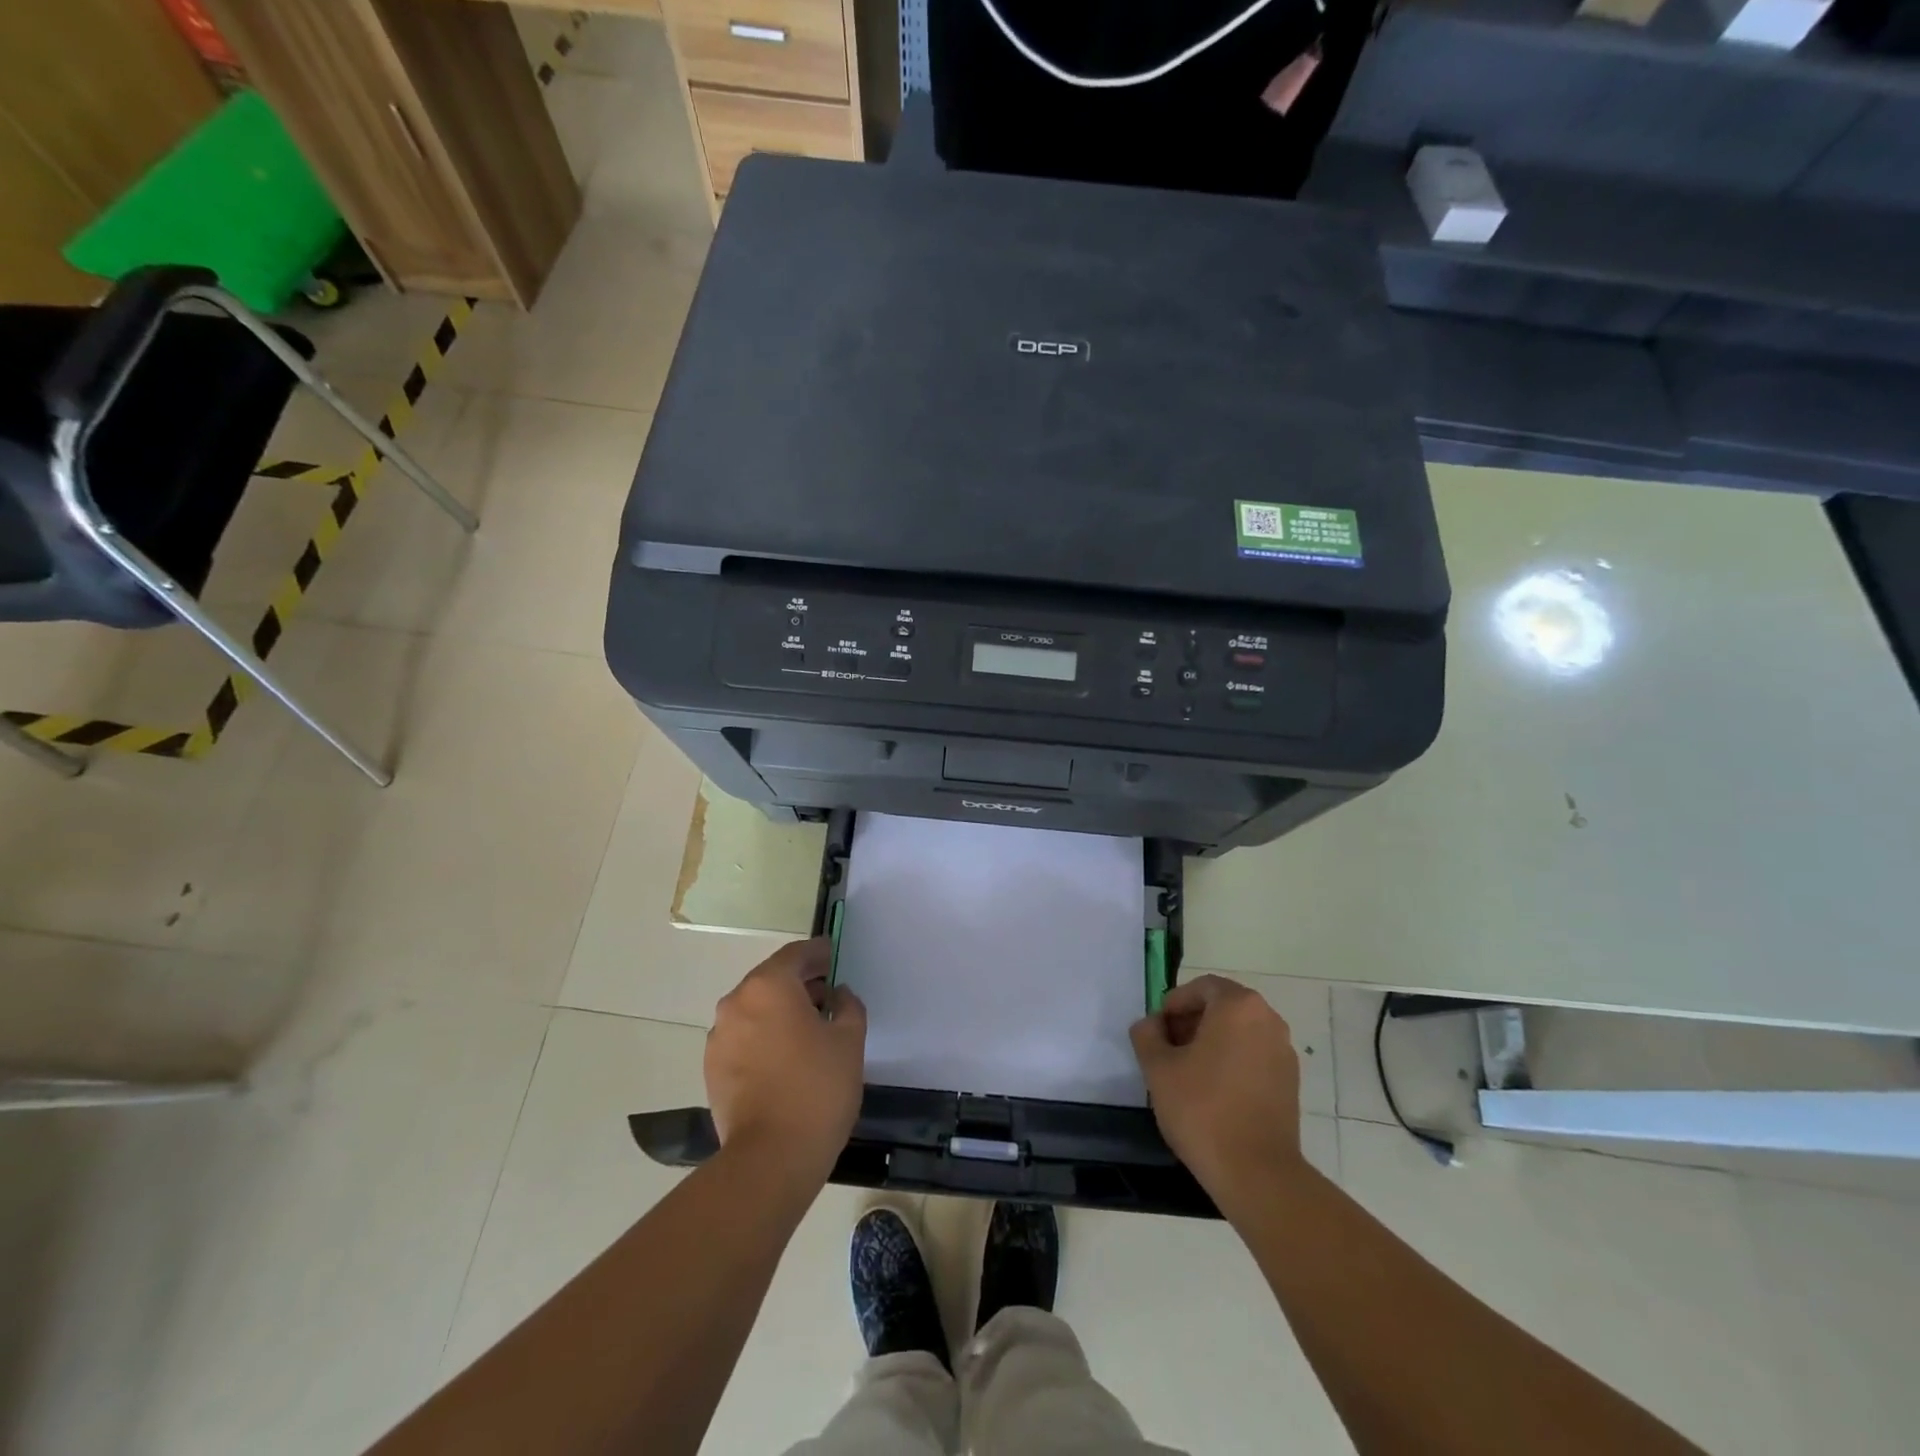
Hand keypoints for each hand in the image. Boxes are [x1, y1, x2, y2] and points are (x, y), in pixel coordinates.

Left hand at [706, 938, 866, 1183]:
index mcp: (769, 986)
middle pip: (771, 979)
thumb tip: (837, 995)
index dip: (818, 953)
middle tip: (827, 995)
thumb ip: (848, 1006)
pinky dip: (763, 1035)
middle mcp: (737, 1002)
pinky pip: (743, 1037)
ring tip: (807, 1030)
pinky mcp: (712, 1068)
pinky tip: (784, 1057)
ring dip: (779, 1011)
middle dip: (799, 983)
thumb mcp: (849, 1040)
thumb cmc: (817, 1089)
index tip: (833, 955)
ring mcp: (719, 1036)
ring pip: (755, 1009)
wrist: (770, 1158)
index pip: (796, 955)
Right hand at [1130, 975, 1303, 1201]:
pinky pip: (1254, 1056)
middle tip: (1167, 1050)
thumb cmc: (1203, 1109)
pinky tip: (1212, 1092)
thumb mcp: (1158, 1068)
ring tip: (1187, 1073)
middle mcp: (1268, 1020)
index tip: (1157, 1031)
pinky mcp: (1290, 1082)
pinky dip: (1231, 1062)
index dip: (1174, 1004)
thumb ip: (1147, 1034)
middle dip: (1191, 1022)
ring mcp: (1284, 1052)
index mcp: (1238, 1006)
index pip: (1201, 987)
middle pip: (1222, 1007)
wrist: (1257, 1174)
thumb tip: (1151, 1024)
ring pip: (1239, 1032)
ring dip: (1211, 1042)